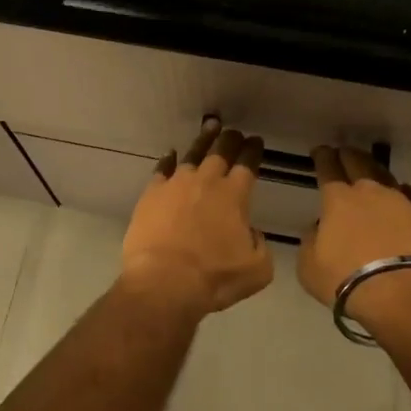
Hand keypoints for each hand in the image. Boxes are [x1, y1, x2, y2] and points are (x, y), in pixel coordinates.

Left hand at [120, 118, 274, 317]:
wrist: (165, 282)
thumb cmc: (215, 278)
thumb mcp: (257, 269)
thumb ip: (259, 244)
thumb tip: (250, 232)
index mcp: (235, 195)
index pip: (247, 164)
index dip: (253, 150)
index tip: (255, 141)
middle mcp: (207, 181)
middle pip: (221, 151)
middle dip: (230, 139)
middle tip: (234, 132)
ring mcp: (176, 184)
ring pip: (192, 154)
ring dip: (203, 141)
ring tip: (210, 129)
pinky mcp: (151, 194)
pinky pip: (162, 170)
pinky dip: (168, 161)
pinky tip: (170, 155)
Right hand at [299, 146, 410, 341]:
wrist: (400, 294)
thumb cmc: (345, 279)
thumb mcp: (309, 265)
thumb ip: (311, 240)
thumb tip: (320, 228)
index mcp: (338, 199)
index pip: (328, 168)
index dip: (322, 157)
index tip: (320, 152)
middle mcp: (369, 192)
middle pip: (358, 162)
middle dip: (347, 155)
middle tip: (342, 152)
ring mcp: (399, 202)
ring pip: (385, 175)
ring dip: (374, 170)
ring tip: (369, 170)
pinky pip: (409, 196)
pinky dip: (401, 193)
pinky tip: (400, 195)